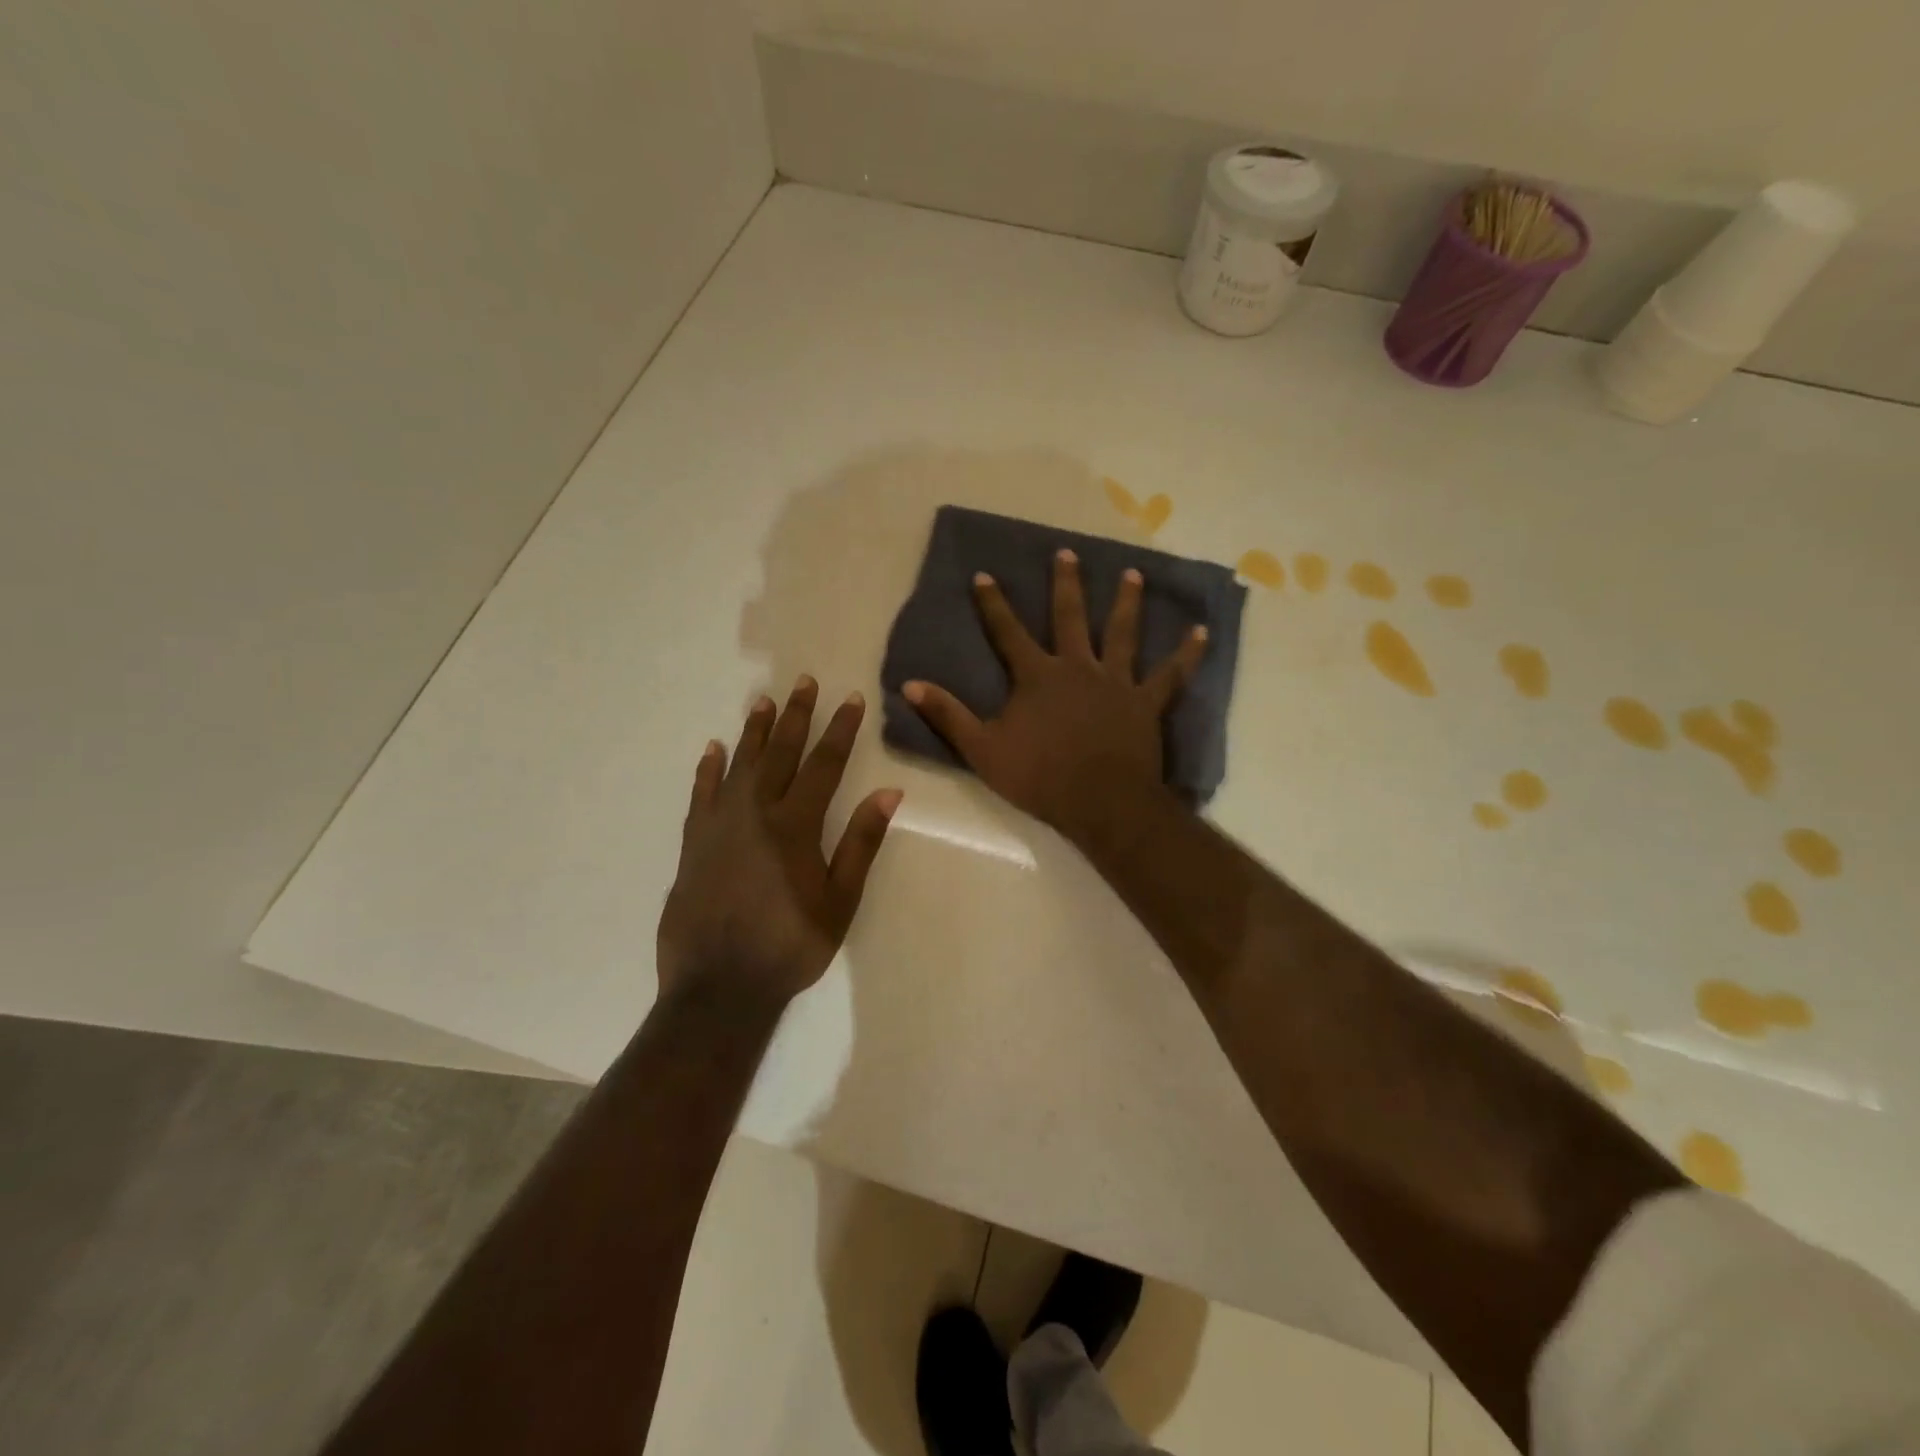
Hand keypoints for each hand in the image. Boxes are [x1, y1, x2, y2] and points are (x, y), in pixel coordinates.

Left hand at [656, 677, 900, 1012]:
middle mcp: (755, 813)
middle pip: (779, 753)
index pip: (824, 764)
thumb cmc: (790, 945)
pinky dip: (708, 769)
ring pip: (739, 765)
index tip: (851, 698)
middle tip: (804, 682)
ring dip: (754, 731)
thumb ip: (862, 842)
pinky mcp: (694, 843)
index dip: (840, 730)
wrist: (718, 986)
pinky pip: (701, 794)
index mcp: (796, 825)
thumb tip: (890, 792)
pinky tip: (713, 749)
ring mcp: (720, 825)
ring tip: (763, 700)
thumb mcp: (840, 900)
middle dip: (796, 716)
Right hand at [902, 549, 1206, 840]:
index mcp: (1036, 676)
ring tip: (1133, 575)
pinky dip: (1186, 654)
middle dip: (1066, 584)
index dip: (994, 603)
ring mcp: (1115, 682)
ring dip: (1127, 603)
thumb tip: (909, 684)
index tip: (985, 574)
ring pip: (1122, 633)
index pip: (1008, 632)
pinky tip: (1202, 632)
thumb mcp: (982, 749)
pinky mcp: (1145, 703)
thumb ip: (948, 715)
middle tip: (1068, 553)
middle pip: (1070, 617)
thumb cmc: (1039, 777)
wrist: (1100, 802)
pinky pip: (1170, 674)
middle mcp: (1077, 666)